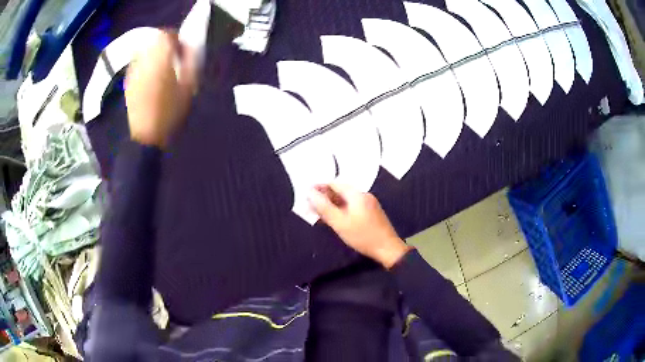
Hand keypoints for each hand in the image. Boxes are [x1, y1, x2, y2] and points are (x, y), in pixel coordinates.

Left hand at [125, 31, 196, 147]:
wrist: (144, 136)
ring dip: (155, 52)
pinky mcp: (128, 79)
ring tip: (161, 66)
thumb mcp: (188, 88)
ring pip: (145, 49)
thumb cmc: (168, 113)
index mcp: (160, 59)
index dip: (177, 39)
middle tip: (173, 56)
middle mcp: (144, 59)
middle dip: (165, 43)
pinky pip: (138, 61)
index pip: (167, 35)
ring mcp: (133, 69)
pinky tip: (150, 76)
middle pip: (155, 39)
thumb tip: (190, 49)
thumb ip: (190, 64)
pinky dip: (145, 62)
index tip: (183, 50)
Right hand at [308, 184, 411, 268]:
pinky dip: (342, 210)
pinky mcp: (371, 213)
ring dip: (333, 205)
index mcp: (357, 194)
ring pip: (346, 200)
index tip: (307, 195)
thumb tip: (310, 193)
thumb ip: (324, 207)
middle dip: (325, 198)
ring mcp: (369, 204)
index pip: (335, 184)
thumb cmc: (362, 235)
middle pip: (341, 192)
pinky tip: (335, 219)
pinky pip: (352, 207)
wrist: (387, 248)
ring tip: (320, 214)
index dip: (320, 188)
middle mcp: (363, 195)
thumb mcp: (339, 223)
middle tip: (311, 207)